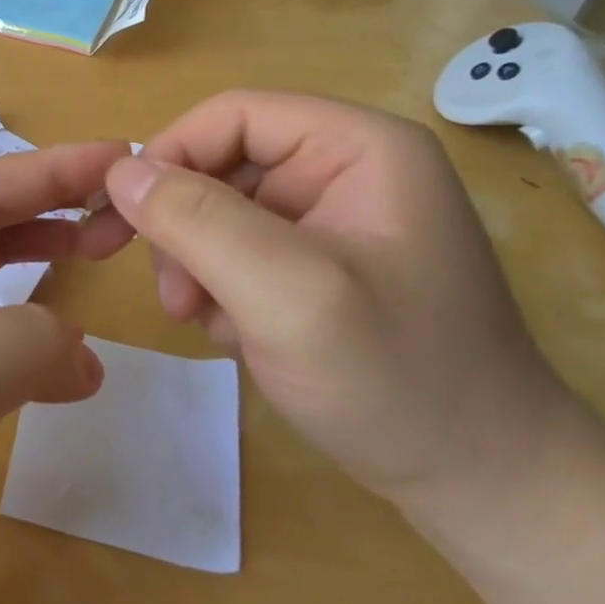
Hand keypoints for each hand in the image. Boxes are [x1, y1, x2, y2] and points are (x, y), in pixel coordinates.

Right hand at [81, 91, 596, 513]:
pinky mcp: (323, 263)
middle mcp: (345, 169)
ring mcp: (335, 219)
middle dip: (183, 227)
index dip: (169, 156)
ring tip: (205, 324)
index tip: (124, 221)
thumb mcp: (285, 293)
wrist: (486, 487)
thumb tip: (118, 172)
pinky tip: (236, 336)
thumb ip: (196, 221)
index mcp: (358, 147)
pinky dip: (221, 290)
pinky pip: (240, 251)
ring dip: (197, 265)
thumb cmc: (397, 380)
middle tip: (173, 298)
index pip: (232, 116)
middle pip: (222, 165)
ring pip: (221, 212)